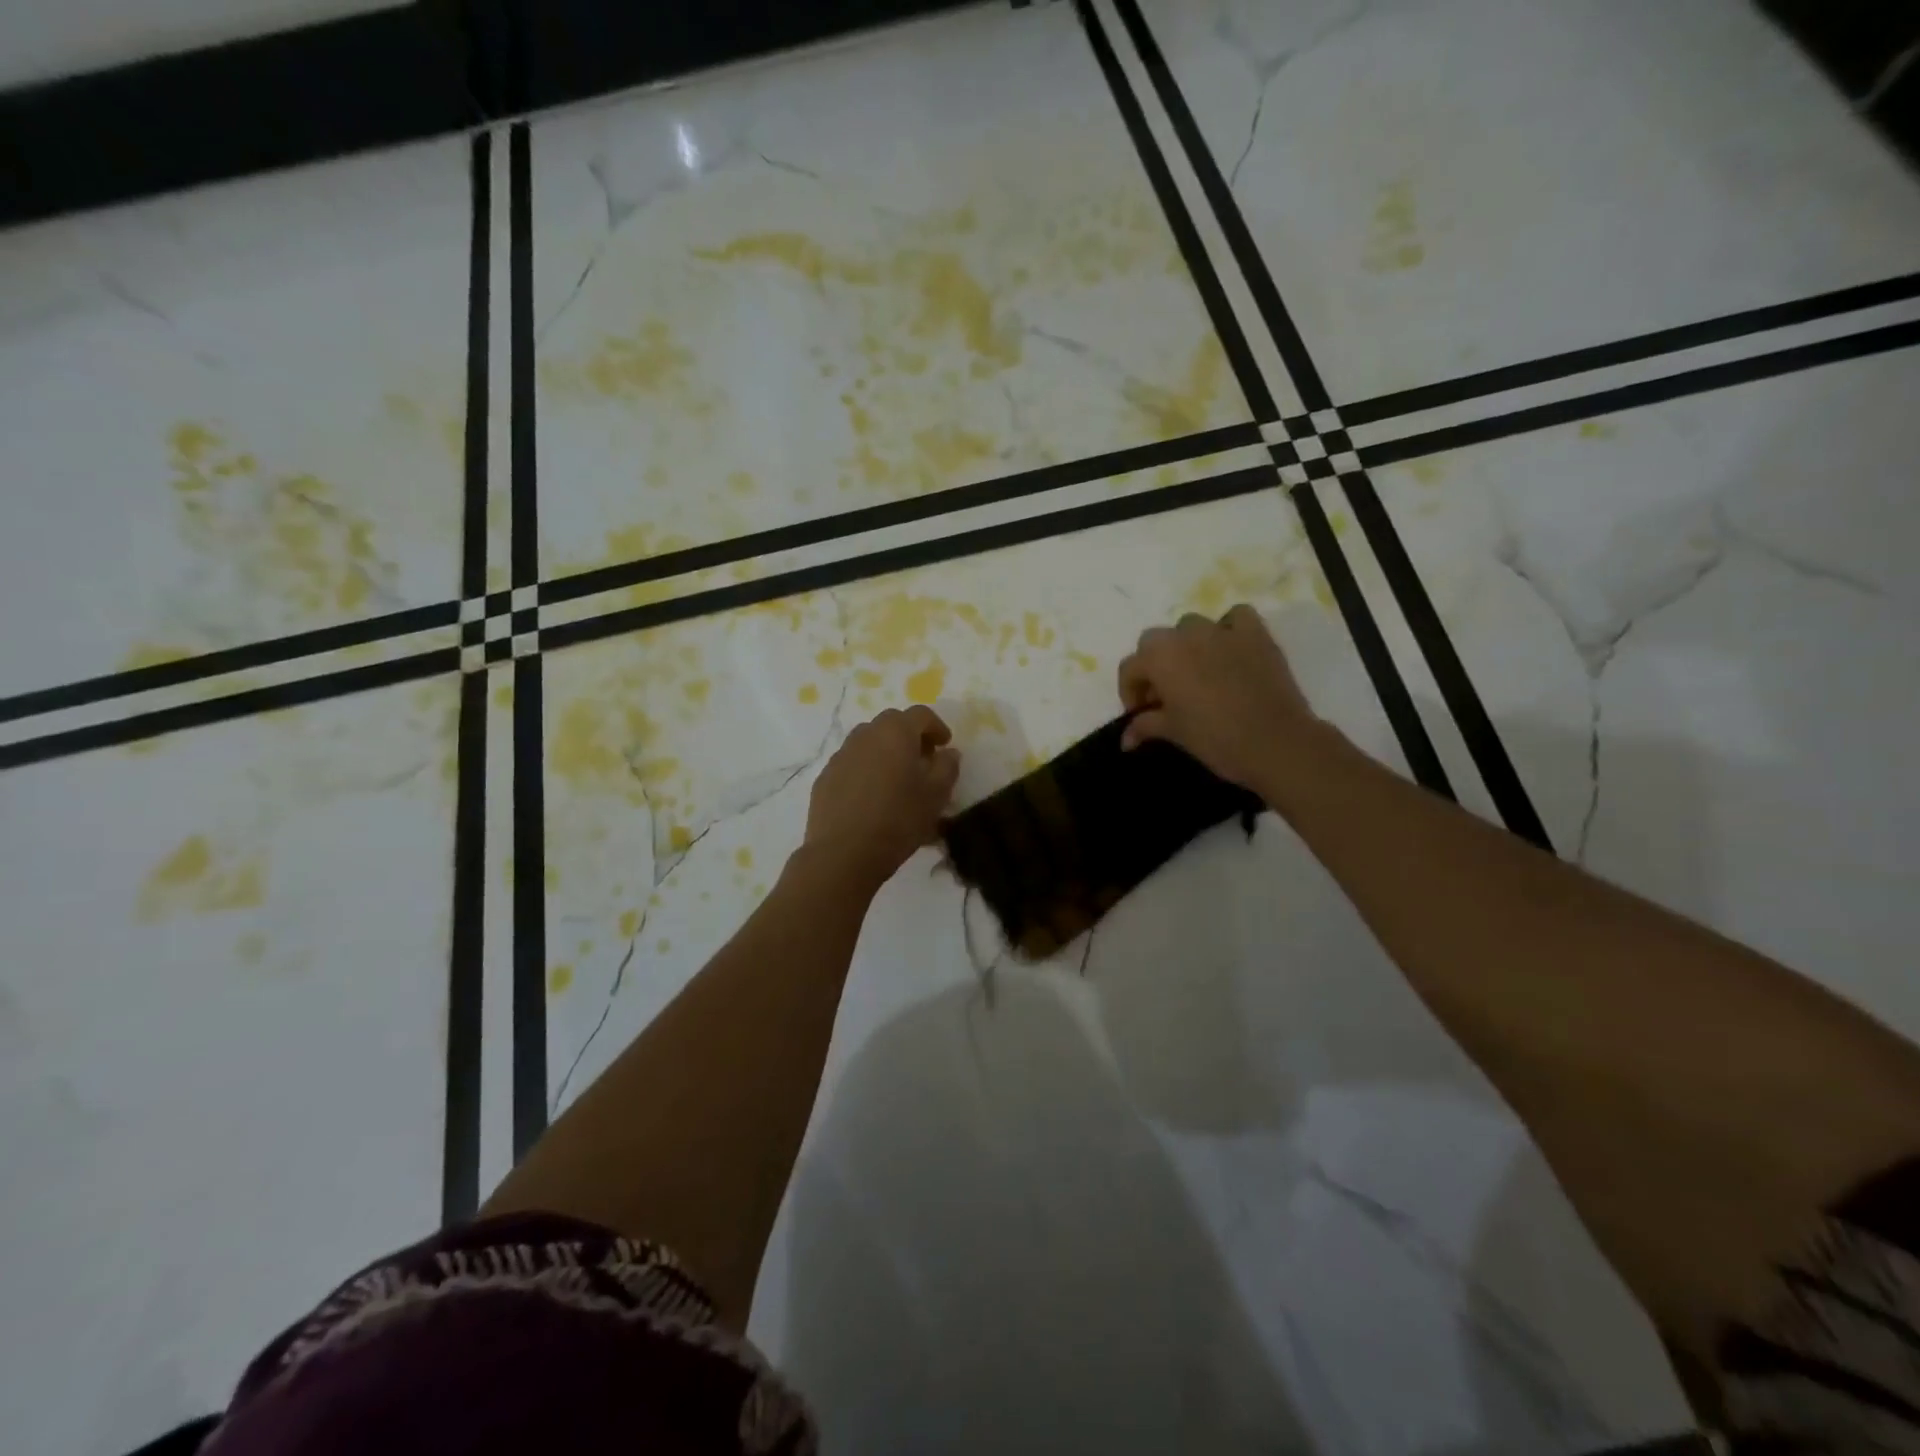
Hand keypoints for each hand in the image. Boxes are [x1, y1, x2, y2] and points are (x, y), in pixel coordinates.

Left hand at [804, 706, 960, 891]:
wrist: (843, 853)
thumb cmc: (898, 820)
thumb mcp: (937, 795)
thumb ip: (947, 767)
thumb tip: (948, 753)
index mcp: (895, 732)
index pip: (920, 714)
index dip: (937, 727)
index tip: (945, 746)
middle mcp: (865, 735)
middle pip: (892, 724)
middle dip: (910, 736)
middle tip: (923, 760)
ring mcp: (841, 755)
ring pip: (868, 742)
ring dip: (886, 752)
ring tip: (896, 779)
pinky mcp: (825, 777)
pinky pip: (851, 763)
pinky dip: (866, 769)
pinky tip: (872, 796)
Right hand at [1117, 605, 1315, 789]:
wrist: (1276, 742)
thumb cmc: (1215, 738)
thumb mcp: (1173, 732)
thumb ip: (1145, 726)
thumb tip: (1126, 739)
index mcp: (1159, 657)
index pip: (1130, 668)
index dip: (1130, 693)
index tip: (1140, 715)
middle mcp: (1186, 635)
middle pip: (1156, 641)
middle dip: (1154, 666)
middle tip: (1165, 697)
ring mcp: (1222, 630)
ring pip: (1191, 626)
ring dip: (1186, 646)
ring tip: (1197, 674)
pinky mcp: (1256, 633)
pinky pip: (1236, 617)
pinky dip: (1228, 628)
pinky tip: (1229, 650)